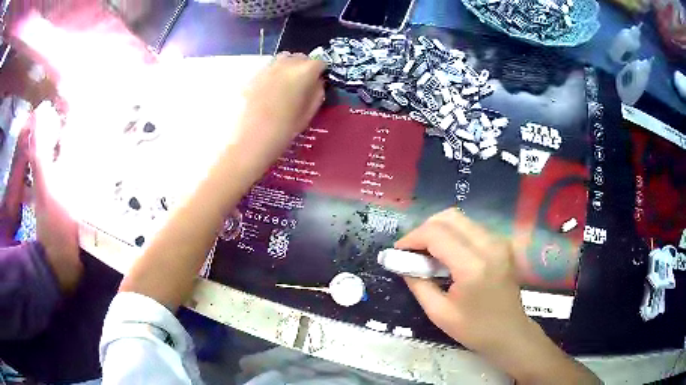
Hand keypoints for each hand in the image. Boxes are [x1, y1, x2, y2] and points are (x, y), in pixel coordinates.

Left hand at [235, 54, 324, 174]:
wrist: (249, 142)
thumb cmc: (283, 132)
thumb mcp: (308, 115)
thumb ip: (316, 93)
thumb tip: (318, 82)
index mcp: (302, 73)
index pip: (319, 62)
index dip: (321, 71)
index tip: (319, 82)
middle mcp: (284, 65)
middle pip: (300, 57)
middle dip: (305, 66)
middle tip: (304, 83)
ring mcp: (266, 69)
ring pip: (283, 59)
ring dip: (289, 68)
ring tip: (288, 85)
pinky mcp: (252, 77)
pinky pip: (269, 69)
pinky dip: (274, 74)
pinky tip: (272, 91)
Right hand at [396, 209, 600, 383]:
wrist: (509, 332)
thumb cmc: (474, 329)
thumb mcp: (438, 312)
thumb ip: (417, 283)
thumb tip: (402, 262)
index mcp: (473, 266)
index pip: (436, 234)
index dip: (412, 238)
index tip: (399, 252)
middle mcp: (489, 245)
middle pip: (449, 217)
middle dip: (424, 230)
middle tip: (412, 251)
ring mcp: (499, 241)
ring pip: (460, 219)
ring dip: (438, 231)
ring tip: (427, 254)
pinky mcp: (501, 243)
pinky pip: (471, 227)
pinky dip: (453, 234)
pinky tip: (447, 255)